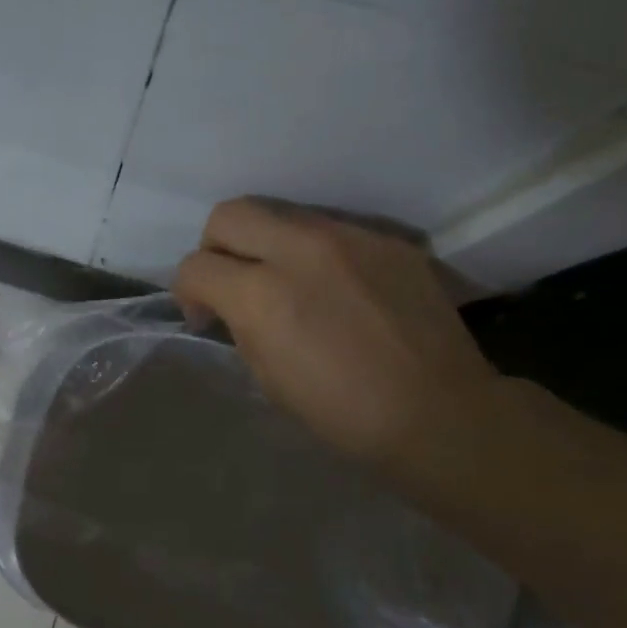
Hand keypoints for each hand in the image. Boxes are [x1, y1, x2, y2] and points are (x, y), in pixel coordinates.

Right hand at [173, 199, 498, 466]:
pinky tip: (336, 291)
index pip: (195, 266)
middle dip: (216, 247)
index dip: (188, 292)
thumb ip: (241, 326)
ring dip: (267, 246)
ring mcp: (350, 237)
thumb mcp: (267, 377)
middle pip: (229, 215)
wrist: (438, 412)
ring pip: (282, 214)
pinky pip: (331, 231)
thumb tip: (231, 306)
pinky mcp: (387, 240)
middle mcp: (300, 250)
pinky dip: (316, 255)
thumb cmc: (342, 412)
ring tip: (287, 285)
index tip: (206, 316)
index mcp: (262, 295)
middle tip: (233, 283)